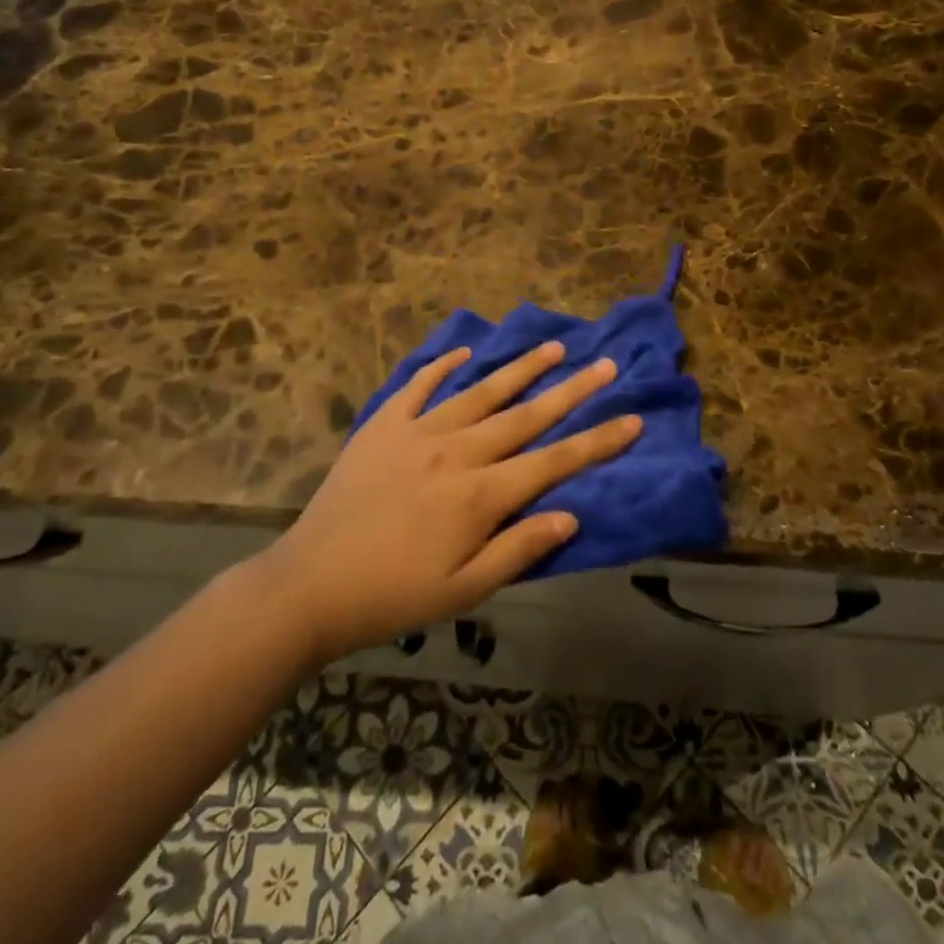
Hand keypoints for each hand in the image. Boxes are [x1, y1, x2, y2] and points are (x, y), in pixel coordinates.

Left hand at [258, 342, 640, 661]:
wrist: (310, 584)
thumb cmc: (393, 596)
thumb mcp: (464, 592)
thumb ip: (518, 550)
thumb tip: (570, 516)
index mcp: (480, 495)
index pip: (554, 461)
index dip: (598, 441)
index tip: (633, 418)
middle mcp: (457, 451)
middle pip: (525, 415)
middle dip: (572, 390)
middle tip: (606, 364)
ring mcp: (418, 432)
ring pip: (481, 391)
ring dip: (521, 368)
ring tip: (554, 347)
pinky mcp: (383, 425)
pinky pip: (420, 386)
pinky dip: (444, 367)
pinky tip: (466, 354)